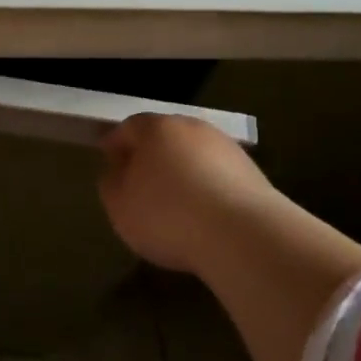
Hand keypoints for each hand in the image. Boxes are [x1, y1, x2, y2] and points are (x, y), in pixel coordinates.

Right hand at [98, 114, 281, 274]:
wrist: (241, 233)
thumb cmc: (168, 215)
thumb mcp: (120, 206)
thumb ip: (111, 183)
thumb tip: (117, 170)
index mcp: (156, 128)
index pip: (128, 127)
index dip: (116, 144)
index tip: (109, 162)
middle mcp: (192, 127)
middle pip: (164, 137)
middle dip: (151, 156)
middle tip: (141, 183)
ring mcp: (225, 147)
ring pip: (193, 154)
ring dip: (182, 171)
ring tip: (175, 203)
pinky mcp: (251, 171)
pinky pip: (217, 175)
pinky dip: (207, 187)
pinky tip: (203, 214)